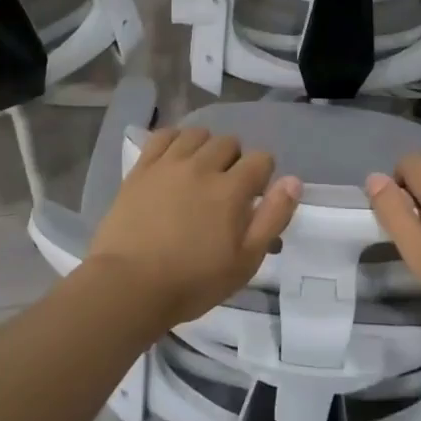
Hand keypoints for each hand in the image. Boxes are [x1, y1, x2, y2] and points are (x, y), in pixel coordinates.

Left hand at [88, 126, 300, 333]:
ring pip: (197, 134)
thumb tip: (293, 181)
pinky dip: (175, 140)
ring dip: (206, 147)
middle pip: (229, 142)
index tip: (253, 198)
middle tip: (226, 189)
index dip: (263, 175)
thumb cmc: (192, 282)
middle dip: (235, 161)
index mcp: (231, 189)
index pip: (261, 159)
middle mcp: (202, 166)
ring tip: (200, 172)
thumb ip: (273, 218)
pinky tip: (175, 158)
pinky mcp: (142, 167)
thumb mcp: (245, 261)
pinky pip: (163, 135)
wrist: (128, 286)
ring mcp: (169, 163)